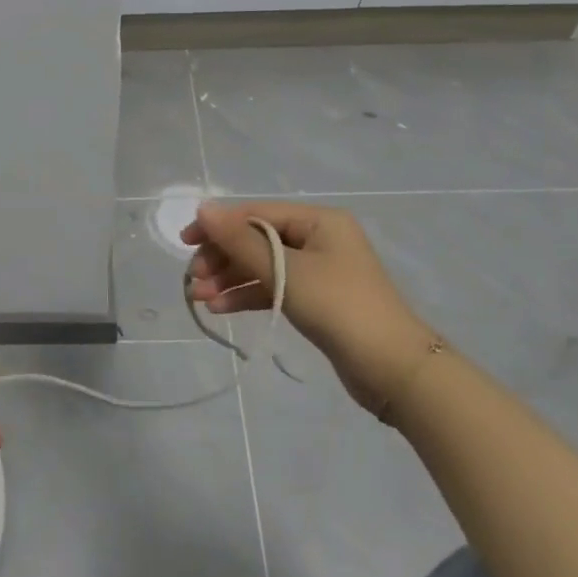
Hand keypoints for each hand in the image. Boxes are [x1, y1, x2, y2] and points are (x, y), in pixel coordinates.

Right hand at [185, 201, 441, 420]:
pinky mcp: (316, 300)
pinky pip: (274, 288)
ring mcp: (318, 271)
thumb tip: (202, 208)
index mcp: (319, 220)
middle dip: (223, 258)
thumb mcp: (286, 271)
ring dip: (230, 279)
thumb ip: (241, 241)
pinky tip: (220, 308)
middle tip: (194, 279)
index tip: (185, 244)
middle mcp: (318, 238)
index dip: (219, 226)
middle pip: (257, 239)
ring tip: (200, 299)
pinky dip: (248, 295)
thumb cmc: (339, 307)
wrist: (392, 368)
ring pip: (263, 266)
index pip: (256, 213)